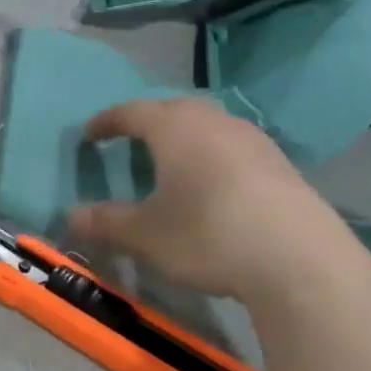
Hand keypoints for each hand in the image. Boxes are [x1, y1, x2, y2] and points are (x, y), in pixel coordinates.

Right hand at [67, 97, 357, 301]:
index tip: (88, 135)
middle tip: (130, 142)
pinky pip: (232, 147)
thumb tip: (70, 216)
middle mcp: (213, 120)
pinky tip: (215, 186)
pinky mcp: (280, 162)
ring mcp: (252, 138)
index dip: (105, 122)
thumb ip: (105, 222)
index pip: (130, 111)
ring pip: (206, 126)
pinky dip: (212, 157)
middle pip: (171, 111)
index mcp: (174, 126)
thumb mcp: (146, 235)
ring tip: (171, 163)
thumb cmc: (208, 235)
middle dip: (146, 124)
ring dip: (183, 139)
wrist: (300, 259)